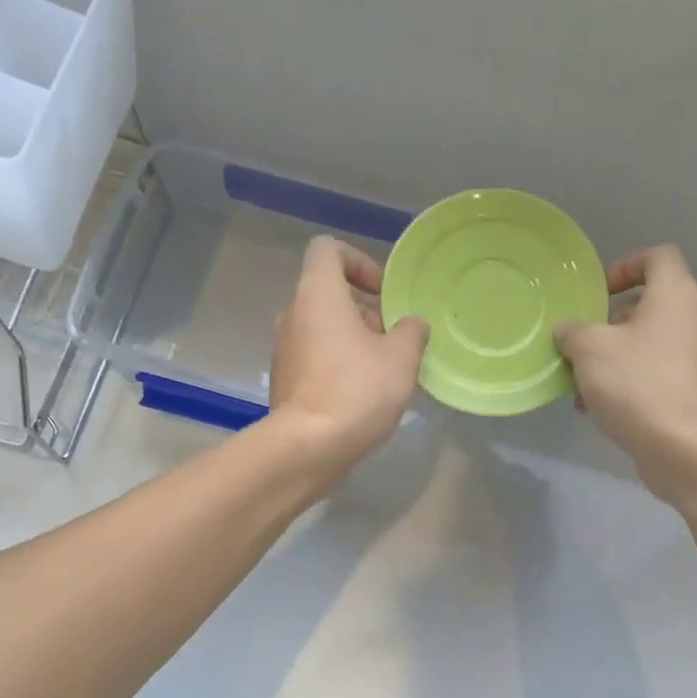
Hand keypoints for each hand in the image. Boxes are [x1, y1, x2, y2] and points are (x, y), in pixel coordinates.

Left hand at [268, 235, 428, 476]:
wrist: (308, 447)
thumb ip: (411, 331)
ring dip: (354, 341)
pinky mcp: (286, 382)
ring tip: (384, 372)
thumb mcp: (401, 357)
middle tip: (394, 340)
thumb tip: (411, 325)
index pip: (328, 249)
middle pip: (329, 294)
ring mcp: (284, 351)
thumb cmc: (357, 390)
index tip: (383, 293)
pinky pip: (315, 360)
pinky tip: (363, 396)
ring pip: (323, 330)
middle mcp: (293, 315)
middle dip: (365, 310)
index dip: (359, 261)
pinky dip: (338, 366)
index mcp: (317, 294)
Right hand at [554, 245, 696, 501]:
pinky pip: (651, 375)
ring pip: (645, 345)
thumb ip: (572, 331)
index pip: (658, 257)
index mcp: (674, 296)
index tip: (598, 293)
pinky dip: (624, 383)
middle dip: (608, 323)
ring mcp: (692, 359)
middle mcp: (691, 321)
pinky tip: (595, 408)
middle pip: (647, 306)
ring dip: (610, 358)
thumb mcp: (589, 349)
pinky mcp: (688, 392)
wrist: (681, 446)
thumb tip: (567, 330)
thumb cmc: (636, 383)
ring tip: (579, 382)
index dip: (626, 266)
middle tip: (580, 342)